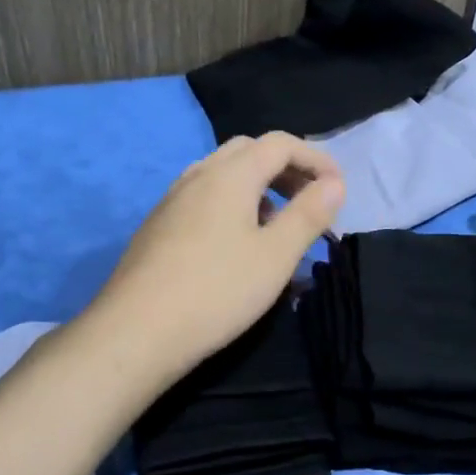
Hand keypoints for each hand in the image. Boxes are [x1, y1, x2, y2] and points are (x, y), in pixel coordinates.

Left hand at [94, 132, 344, 381]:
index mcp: (230, 174)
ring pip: (223, 175)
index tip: (339, 190)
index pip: (280, 143)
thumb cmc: (217, 291)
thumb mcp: (276, 256)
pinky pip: (204, 198)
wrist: (136, 331)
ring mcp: (172, 200)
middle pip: (249, 151)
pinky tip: (237, 244)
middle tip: (309, 200)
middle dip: (286, 168)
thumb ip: (309, 214)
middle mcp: (198, 175)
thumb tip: (333, 183)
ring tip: (277, 224)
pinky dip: (232, 204)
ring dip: (258, 187)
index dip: (315, 159)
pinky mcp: (158, 226)